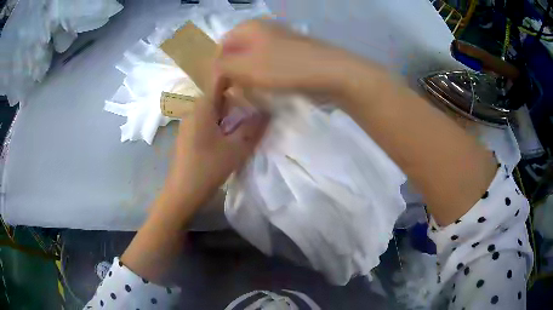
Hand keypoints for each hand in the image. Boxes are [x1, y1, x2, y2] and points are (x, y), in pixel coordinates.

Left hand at [163, 78, 266, 209]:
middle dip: (236, 100)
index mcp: (202, 106)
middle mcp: (193, 110)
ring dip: (229, 114)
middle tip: (256, 108)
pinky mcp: (187, 136)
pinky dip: (219, 124)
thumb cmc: (208, 167)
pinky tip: (228, 138)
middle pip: (217, 96)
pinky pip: (206, 122)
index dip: (236, 76)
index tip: (254, 81)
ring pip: (212, 110)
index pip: (219, 80)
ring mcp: (188, 123)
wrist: (182, 192)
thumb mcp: (236, 148)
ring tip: (245, 124)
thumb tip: (267, 112)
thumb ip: (253, 128)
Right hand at [217, 20, 354, 94]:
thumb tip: (215, 71)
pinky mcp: (292, 54)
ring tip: (252, 93)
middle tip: (235, 93)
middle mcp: (263, 29)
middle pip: (238, 53)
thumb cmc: (284, 67)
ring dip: (249, 78)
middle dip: (233, 74)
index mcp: (248, 27)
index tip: (220, 90)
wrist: (330, 72)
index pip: (221, 47)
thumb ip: (222, 67)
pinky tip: (269, 89)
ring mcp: (280, 41)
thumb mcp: (244, 67)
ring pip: (253, 61)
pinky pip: (269, 65)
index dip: (217, 69)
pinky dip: (265, 78)